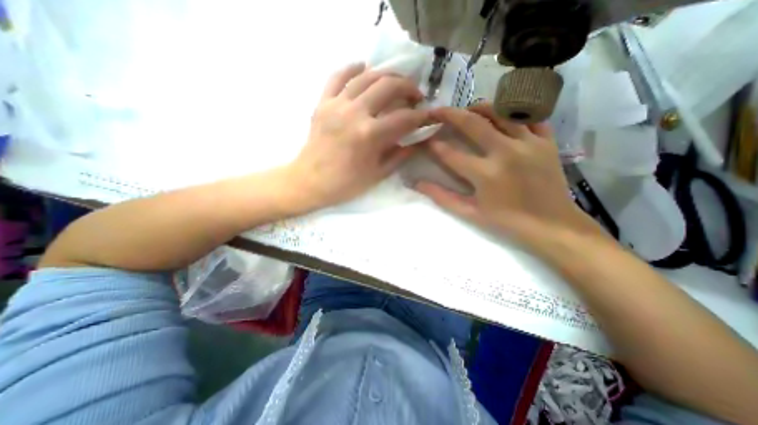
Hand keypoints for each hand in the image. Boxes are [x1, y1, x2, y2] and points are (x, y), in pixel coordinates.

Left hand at [284, 61, 428, 211]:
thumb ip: (400, 155)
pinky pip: (337, 76)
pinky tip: (364, 69)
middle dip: (408, 88)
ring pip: (366, 76)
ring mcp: (336, 105)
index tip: (427, 116)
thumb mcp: (378, 174)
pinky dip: (353, 69)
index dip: (420, 116)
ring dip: (386, 76)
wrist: (310, 182)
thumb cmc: (346, 183)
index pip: (404, 118)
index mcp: (370, 135)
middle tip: (415, 96)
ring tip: (395, 84)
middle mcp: (355, 113)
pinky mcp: (323, 103)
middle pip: (388, 86)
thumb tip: (417, 141)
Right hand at [417, 102, 601, 244]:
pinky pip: (529, 117)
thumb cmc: (507, 221)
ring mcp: (529, 143)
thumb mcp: (470, 213)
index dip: (434, 145)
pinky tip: (502, 116)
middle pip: (473, 123)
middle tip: (437, 111)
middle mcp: (506, 152)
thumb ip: (442, 197)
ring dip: (479, 107)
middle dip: (450, 114)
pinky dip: (513, 113)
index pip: (451, 154)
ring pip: (501, 112)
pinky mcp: (546, 142)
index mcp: (485, 174)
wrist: (552, 225)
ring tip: (467, 109)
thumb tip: (417, 183)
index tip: (425, 139)